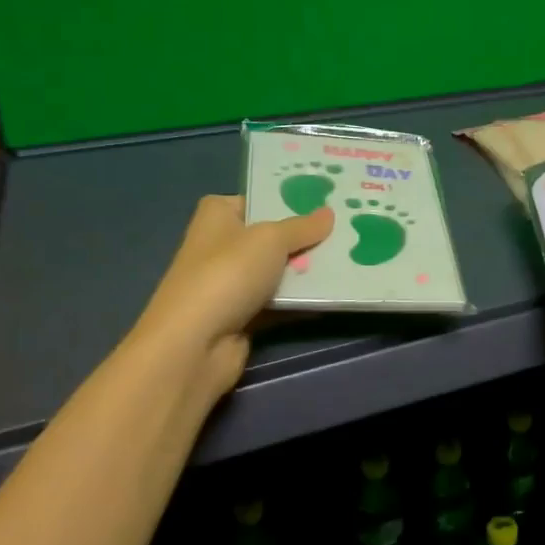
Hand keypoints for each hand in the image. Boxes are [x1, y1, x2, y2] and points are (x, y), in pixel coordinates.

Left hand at [133, 195, 333, 406]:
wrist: (194, 345)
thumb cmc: (227, 275)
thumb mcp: (271, 239)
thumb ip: (302, 227)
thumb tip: (328, 213)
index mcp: (217, 216)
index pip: (256, 199)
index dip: (287, 199)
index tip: (325, 200)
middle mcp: (221, 245)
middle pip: (272, 236)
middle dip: (306, 236)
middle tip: (347, 228)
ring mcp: (231, 283)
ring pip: (278, 270)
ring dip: (308, 270)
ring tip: (350, 258)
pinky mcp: (243, 316)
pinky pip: (280, 302)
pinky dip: (302, 300)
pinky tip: (335, 294)